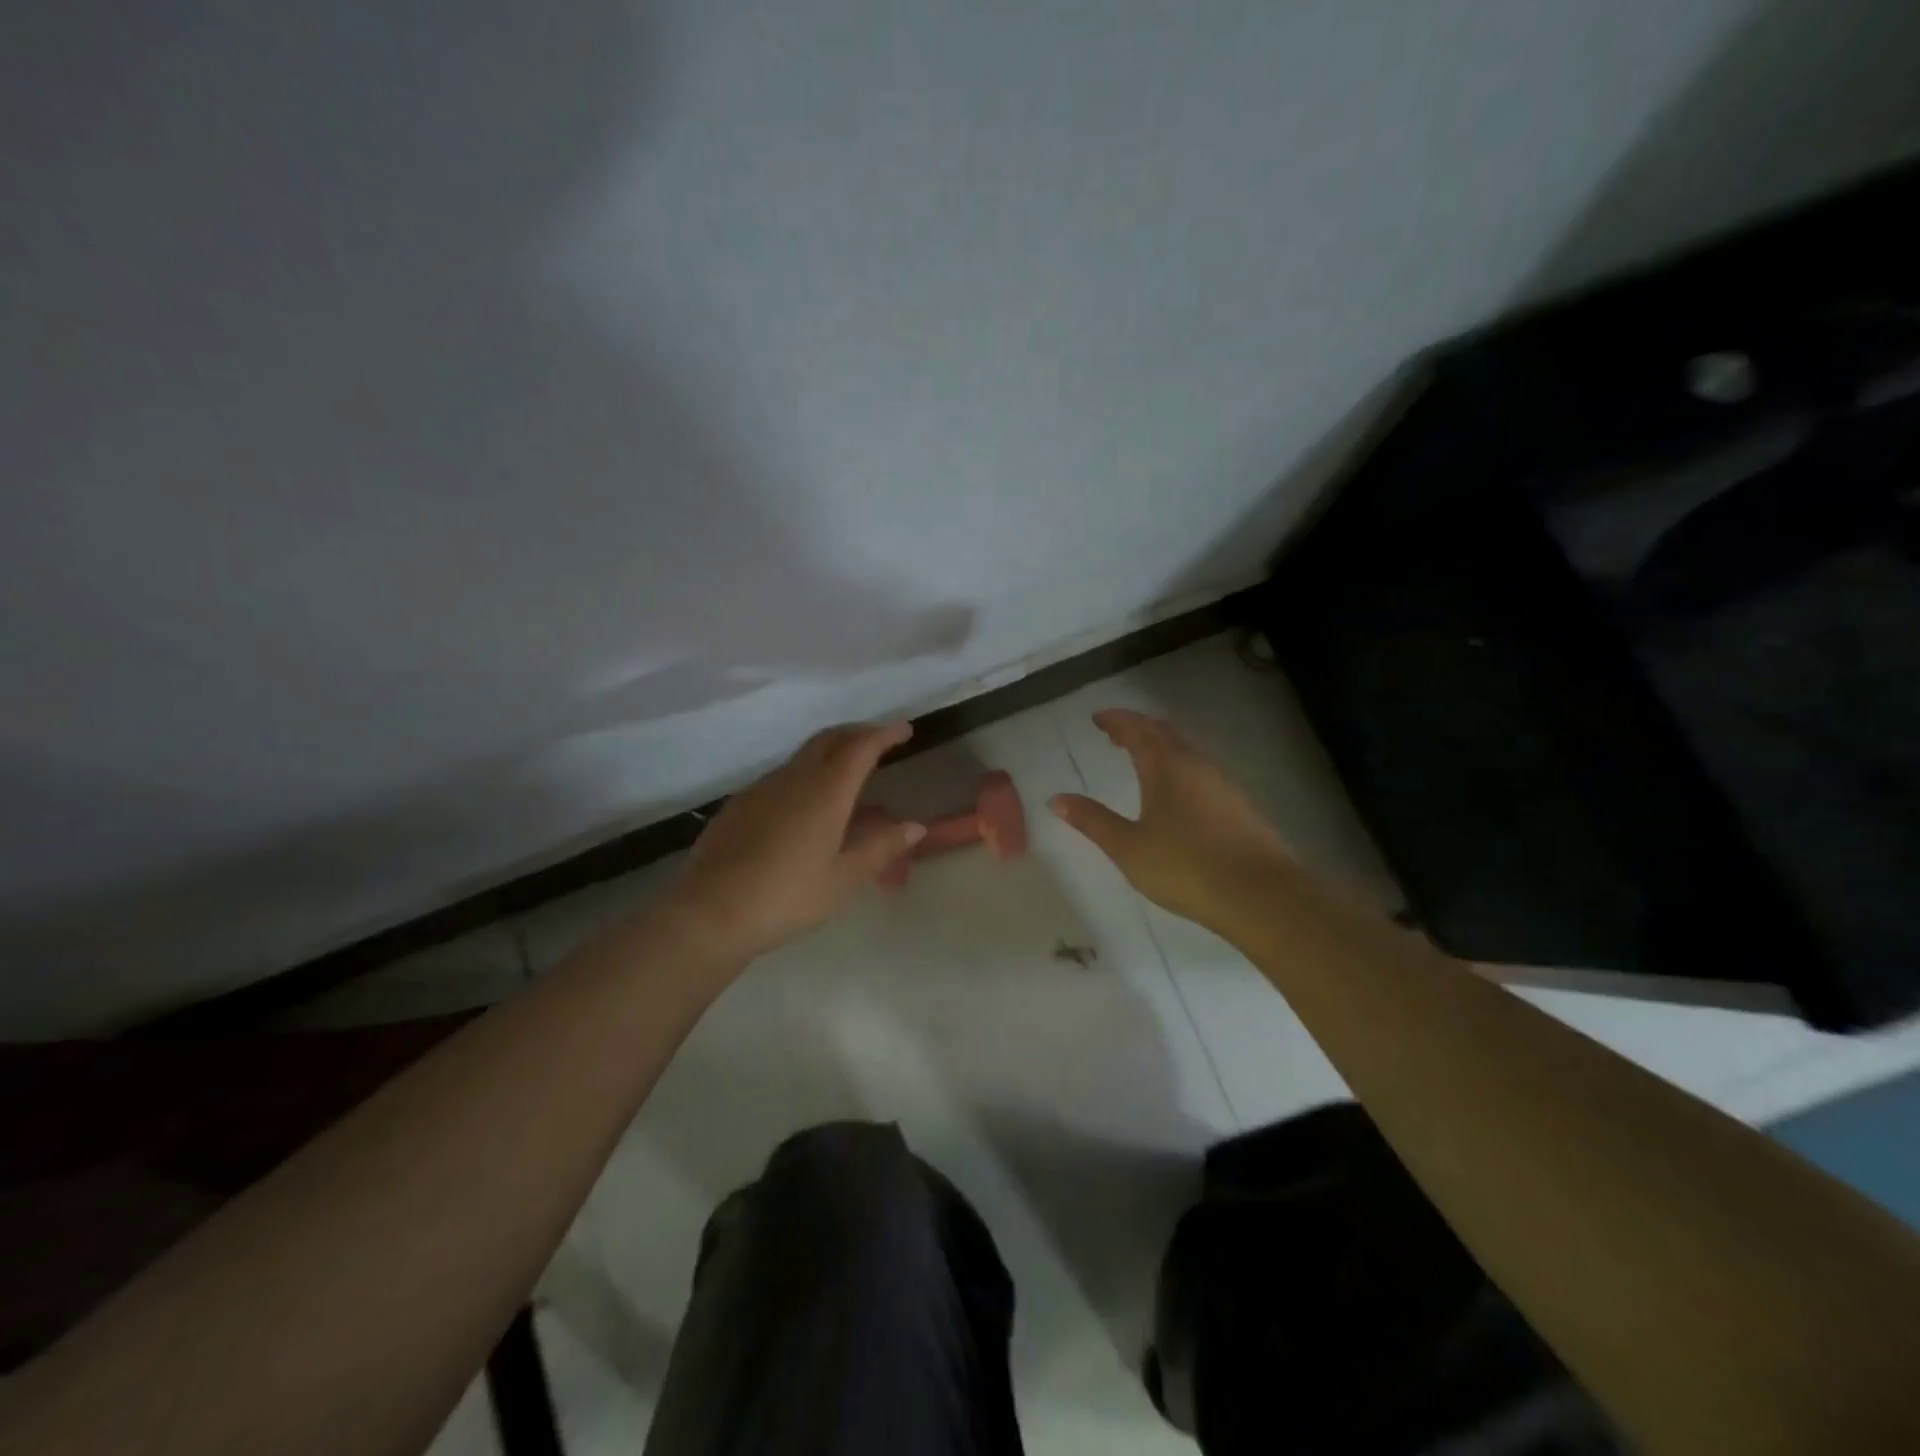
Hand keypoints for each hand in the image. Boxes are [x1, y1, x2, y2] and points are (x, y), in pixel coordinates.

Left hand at [669, 722, 926, 962]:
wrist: (710, 913)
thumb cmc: (787, 897)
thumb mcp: (843, 879)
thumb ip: (881, 848)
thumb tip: (915, 827)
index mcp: (825, 792)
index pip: (861, 747)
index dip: (884, 734)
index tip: (905, 729)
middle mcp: (793, 779)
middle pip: (829, 739)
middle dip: (857, 734)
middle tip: (878, 742)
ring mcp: (761, 789)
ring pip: (803, 757)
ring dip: (830, 755)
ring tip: (846, 777)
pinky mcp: (739, 805)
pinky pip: (781, 778)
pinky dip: (804, 777)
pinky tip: (804, 808)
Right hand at [1050, 709, 1290, 933]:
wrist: (1261, 894)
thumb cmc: (1185, 866)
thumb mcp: (1128, 847)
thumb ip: (1093, 821)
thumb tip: (1056, 799)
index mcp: (1166, 766)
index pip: (1138, 730)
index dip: (1116, 721)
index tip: (1098, 718)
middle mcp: (1196, 765)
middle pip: (1165, 734)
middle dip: (1138, 729)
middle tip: (1116, 735)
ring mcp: (1223, 784)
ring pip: (1187, 751)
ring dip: (1161, 747)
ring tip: (1142, 759)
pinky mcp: (1239, 805)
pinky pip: (1202, 770)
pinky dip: (1180, 766)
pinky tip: (1178, 792)